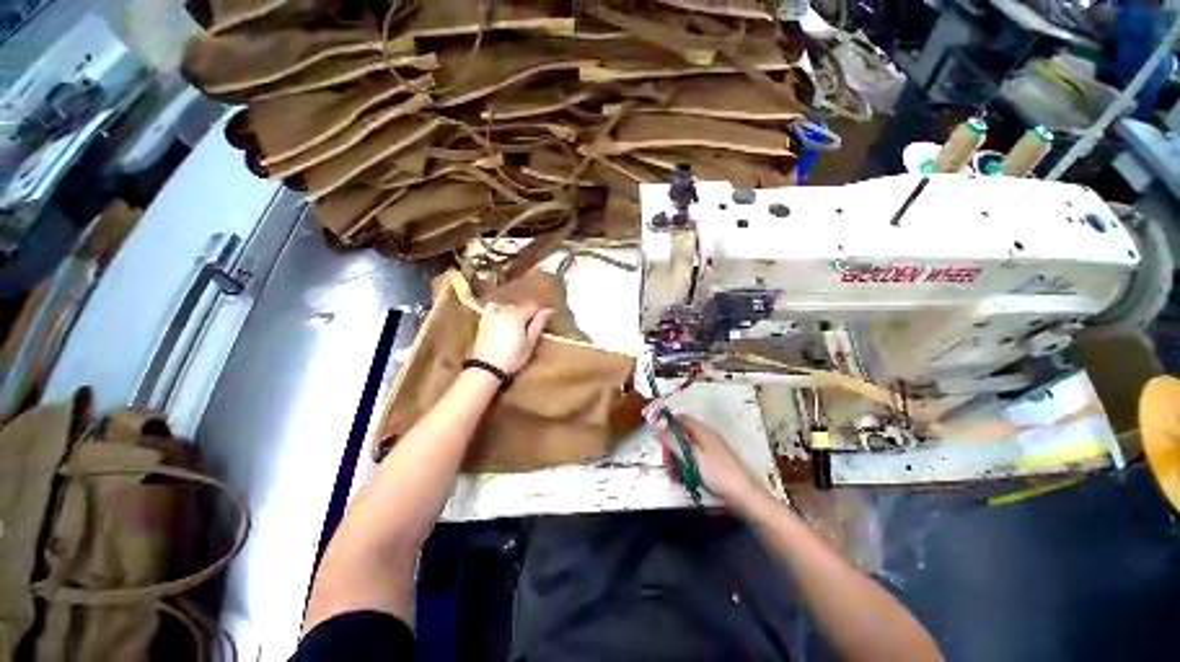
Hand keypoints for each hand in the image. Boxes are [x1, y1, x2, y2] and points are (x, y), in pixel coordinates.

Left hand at [471, 302, 553, 374]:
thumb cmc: (513, 357)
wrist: (488, 367)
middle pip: (520, 307)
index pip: (533, 306)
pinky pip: (492, 309)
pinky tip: (500, 319)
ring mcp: (492, 315)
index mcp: (517, 315)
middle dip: (527, 315)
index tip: (542, 325)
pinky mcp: (483, 321)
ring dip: (514, 314)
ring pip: (508, 308)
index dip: (539, 314)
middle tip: (529, 331)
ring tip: (516, 329)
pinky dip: (498, 311)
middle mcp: (504, 310)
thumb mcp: (530, 343)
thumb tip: (547, 310)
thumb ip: (538, 324)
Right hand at [657, 414, 764, 509]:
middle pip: (681, 435)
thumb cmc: (718, 473)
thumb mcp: (692, 456)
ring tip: (673, 475)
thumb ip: (674, 441)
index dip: (669, 423)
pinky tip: (682, 480)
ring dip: (676, 460)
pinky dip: (685, 468)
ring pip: (685, 450)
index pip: (682, 419)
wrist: (744, 496)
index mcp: (703, 432)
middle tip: (667, 462)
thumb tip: (659, 426)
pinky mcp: (711, 466)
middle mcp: (705, 439)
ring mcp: (709, 452)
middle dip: (670, 447)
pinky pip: (692, 461)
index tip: (658, 436)